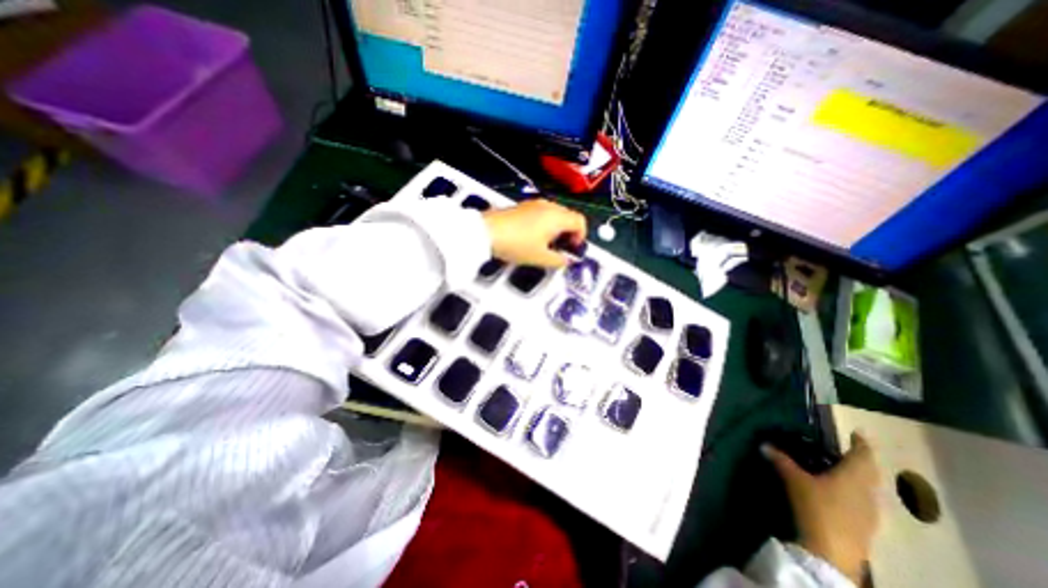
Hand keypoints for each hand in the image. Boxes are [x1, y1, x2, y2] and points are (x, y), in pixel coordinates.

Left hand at [486, 200, 587, 267]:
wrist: (487, 232)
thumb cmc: (516, 244)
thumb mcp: (540, 258)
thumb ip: (558, 261)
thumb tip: (566, 261)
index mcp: (556, 216)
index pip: (580, 221)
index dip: (581, 236)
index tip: (573, 249)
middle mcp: (548, 206)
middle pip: (568, 216)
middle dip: (569, 233)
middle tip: (562, 248)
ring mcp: (534, 204)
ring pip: (555, 214)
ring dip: (557, 228)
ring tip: (547, 245)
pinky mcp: (522, 207)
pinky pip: (542, 213)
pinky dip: (545, 224)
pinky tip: (534, 237)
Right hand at [767, 431, 877, 583]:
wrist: (832, 552)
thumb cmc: (817, 506)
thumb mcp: (794, 480)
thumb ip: (781, 461)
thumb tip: (764, 444)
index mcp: (854, 477)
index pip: (862, 455)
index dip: (860, 443)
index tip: (857, 433)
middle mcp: (868, 492)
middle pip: (870, 472)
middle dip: (860, 460)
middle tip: (846, 450)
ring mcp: (870, 512)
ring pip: (868, 488)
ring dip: (858, 477)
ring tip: (840, 469)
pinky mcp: (865, 526)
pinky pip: (863, 501)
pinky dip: (855, 491)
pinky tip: (840, 493)